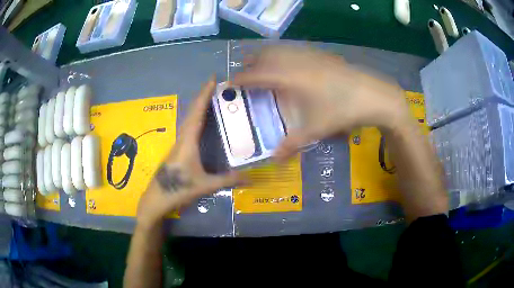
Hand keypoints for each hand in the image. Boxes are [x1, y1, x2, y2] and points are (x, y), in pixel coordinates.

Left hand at [137, 77, 243, 225]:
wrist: (157, 197)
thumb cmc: (179, 189)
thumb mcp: (206, 185)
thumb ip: (228, 180)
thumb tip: (251, 178)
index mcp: (188, 141)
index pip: (197, 112)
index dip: (205, 94)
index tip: (213, 79)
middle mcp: (182, 137)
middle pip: (192, 111)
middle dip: (203, 95)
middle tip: (216, 84)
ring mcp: (178, 143)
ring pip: (188, 118)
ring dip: (198, 105)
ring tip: (211, 97)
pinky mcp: (177, 149)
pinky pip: (188, 127)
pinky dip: (196, 117)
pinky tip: (201, 120)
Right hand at [234, 45, 410, 160]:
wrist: (373, 95)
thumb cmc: (342, 110)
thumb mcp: (316, 129)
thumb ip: (293, 143)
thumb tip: (275, 159)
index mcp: (290, 77)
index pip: (256, 75)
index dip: (240, 79)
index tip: (229, 83)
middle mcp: (296, 61)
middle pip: (265, 56)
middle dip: (251, 63)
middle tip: (244, 76)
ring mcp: (310, 55)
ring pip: (280, 49)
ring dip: (267, 57)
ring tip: (263, 68)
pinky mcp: (322, 55)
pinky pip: (294, 50)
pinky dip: (284, 55)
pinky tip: (289, 65)